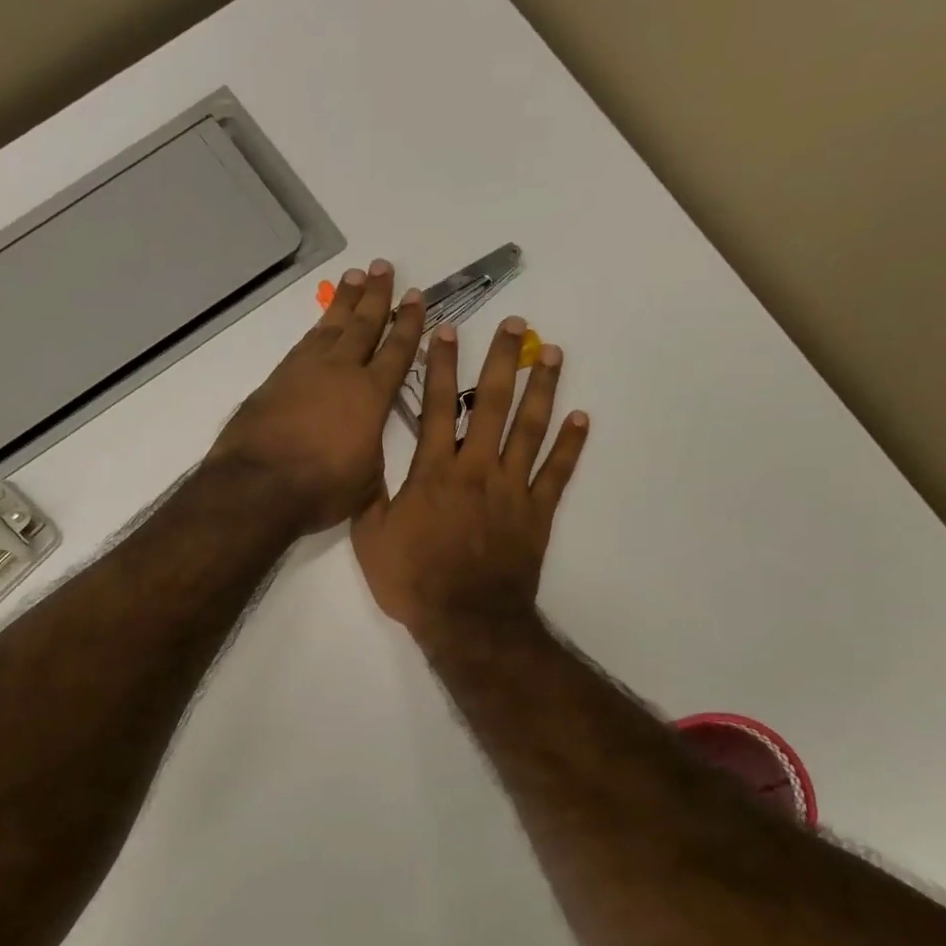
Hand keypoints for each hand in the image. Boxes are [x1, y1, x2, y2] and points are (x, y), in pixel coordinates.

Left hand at [205, 259, 424, 532]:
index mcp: (371, 394)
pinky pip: (304, 344)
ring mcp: (305, 371)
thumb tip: (366, 444)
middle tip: (383, 267)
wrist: (259, 484)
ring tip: (354, 278)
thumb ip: (372, 453)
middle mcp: (340, 372)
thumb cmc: (322, 487)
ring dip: (344, 302)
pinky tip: (320, 325)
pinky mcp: (276, 379)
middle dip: (377, 296)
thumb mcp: (365, 481)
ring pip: (330, 326)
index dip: (409, 323)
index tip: (416, 296)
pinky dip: (317, 328)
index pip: (397, 350)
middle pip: (363, 325)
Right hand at [350, 315, 587, 639]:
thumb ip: (369, 496)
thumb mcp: (370, 539)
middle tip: (516, 325)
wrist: (466, 620)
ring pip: (530, 428)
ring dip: (543, 388)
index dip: (440, 366)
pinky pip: (557, 473)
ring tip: (553, 353)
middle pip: (491, 404)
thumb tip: (363, 461)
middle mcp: (476, 468)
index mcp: (434, 473)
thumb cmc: (413, 581)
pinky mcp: (537, 513)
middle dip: (502, 360)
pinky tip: (582, 418)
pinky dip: (571, 445)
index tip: (446, 329)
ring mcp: (512, 488)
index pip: (435, 407)